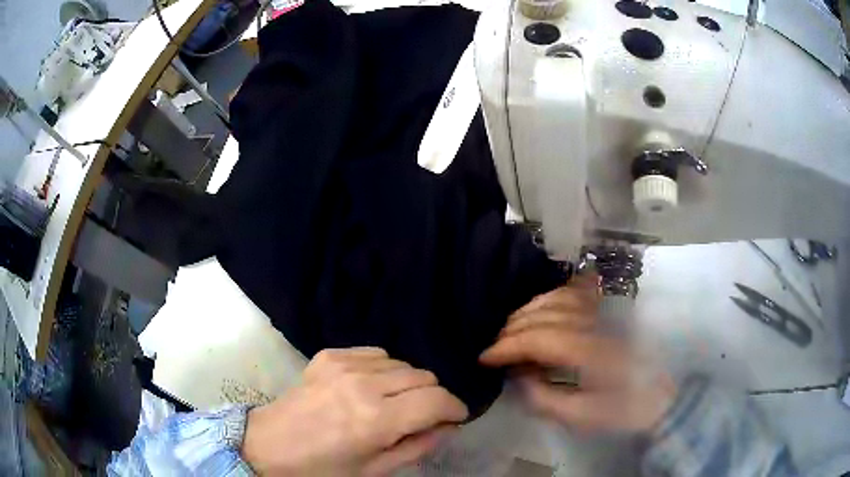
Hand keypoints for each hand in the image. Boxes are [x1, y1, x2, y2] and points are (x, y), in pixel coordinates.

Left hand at [241, 347, 467, 475]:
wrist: (269, 445)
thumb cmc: (322, 468)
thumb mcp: (374, 471)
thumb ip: (417, 447)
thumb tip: (447, 427)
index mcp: (375, 420)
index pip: (437, 400)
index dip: (455, 408)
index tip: (456, 417)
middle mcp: (363, 385)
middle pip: (424, 376)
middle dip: (432, 397)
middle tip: (420, 417)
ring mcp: (344, 365)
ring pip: (402, 363)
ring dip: (407, 384)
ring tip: (392, 403)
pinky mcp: (329, 355)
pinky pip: (376, 353)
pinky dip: (384, 369)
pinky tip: (370, 388)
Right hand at [480, 276, 675, 433]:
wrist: (659, 394)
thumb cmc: (622, 409)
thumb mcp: (581, 416)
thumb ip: (544, 398)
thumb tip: (518, 375)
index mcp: (591, 352)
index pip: (540, 338)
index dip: (507, 347)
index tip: (484, 359)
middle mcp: (596, 323)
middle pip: (545, 315)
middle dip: (511, 330)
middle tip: (495, 349)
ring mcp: (604, 312)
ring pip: (556, 298)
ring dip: (527, 311)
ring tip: (511, 330)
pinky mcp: (608, 310)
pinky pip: (574, 291)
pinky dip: (551, 296)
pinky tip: (540, 306)